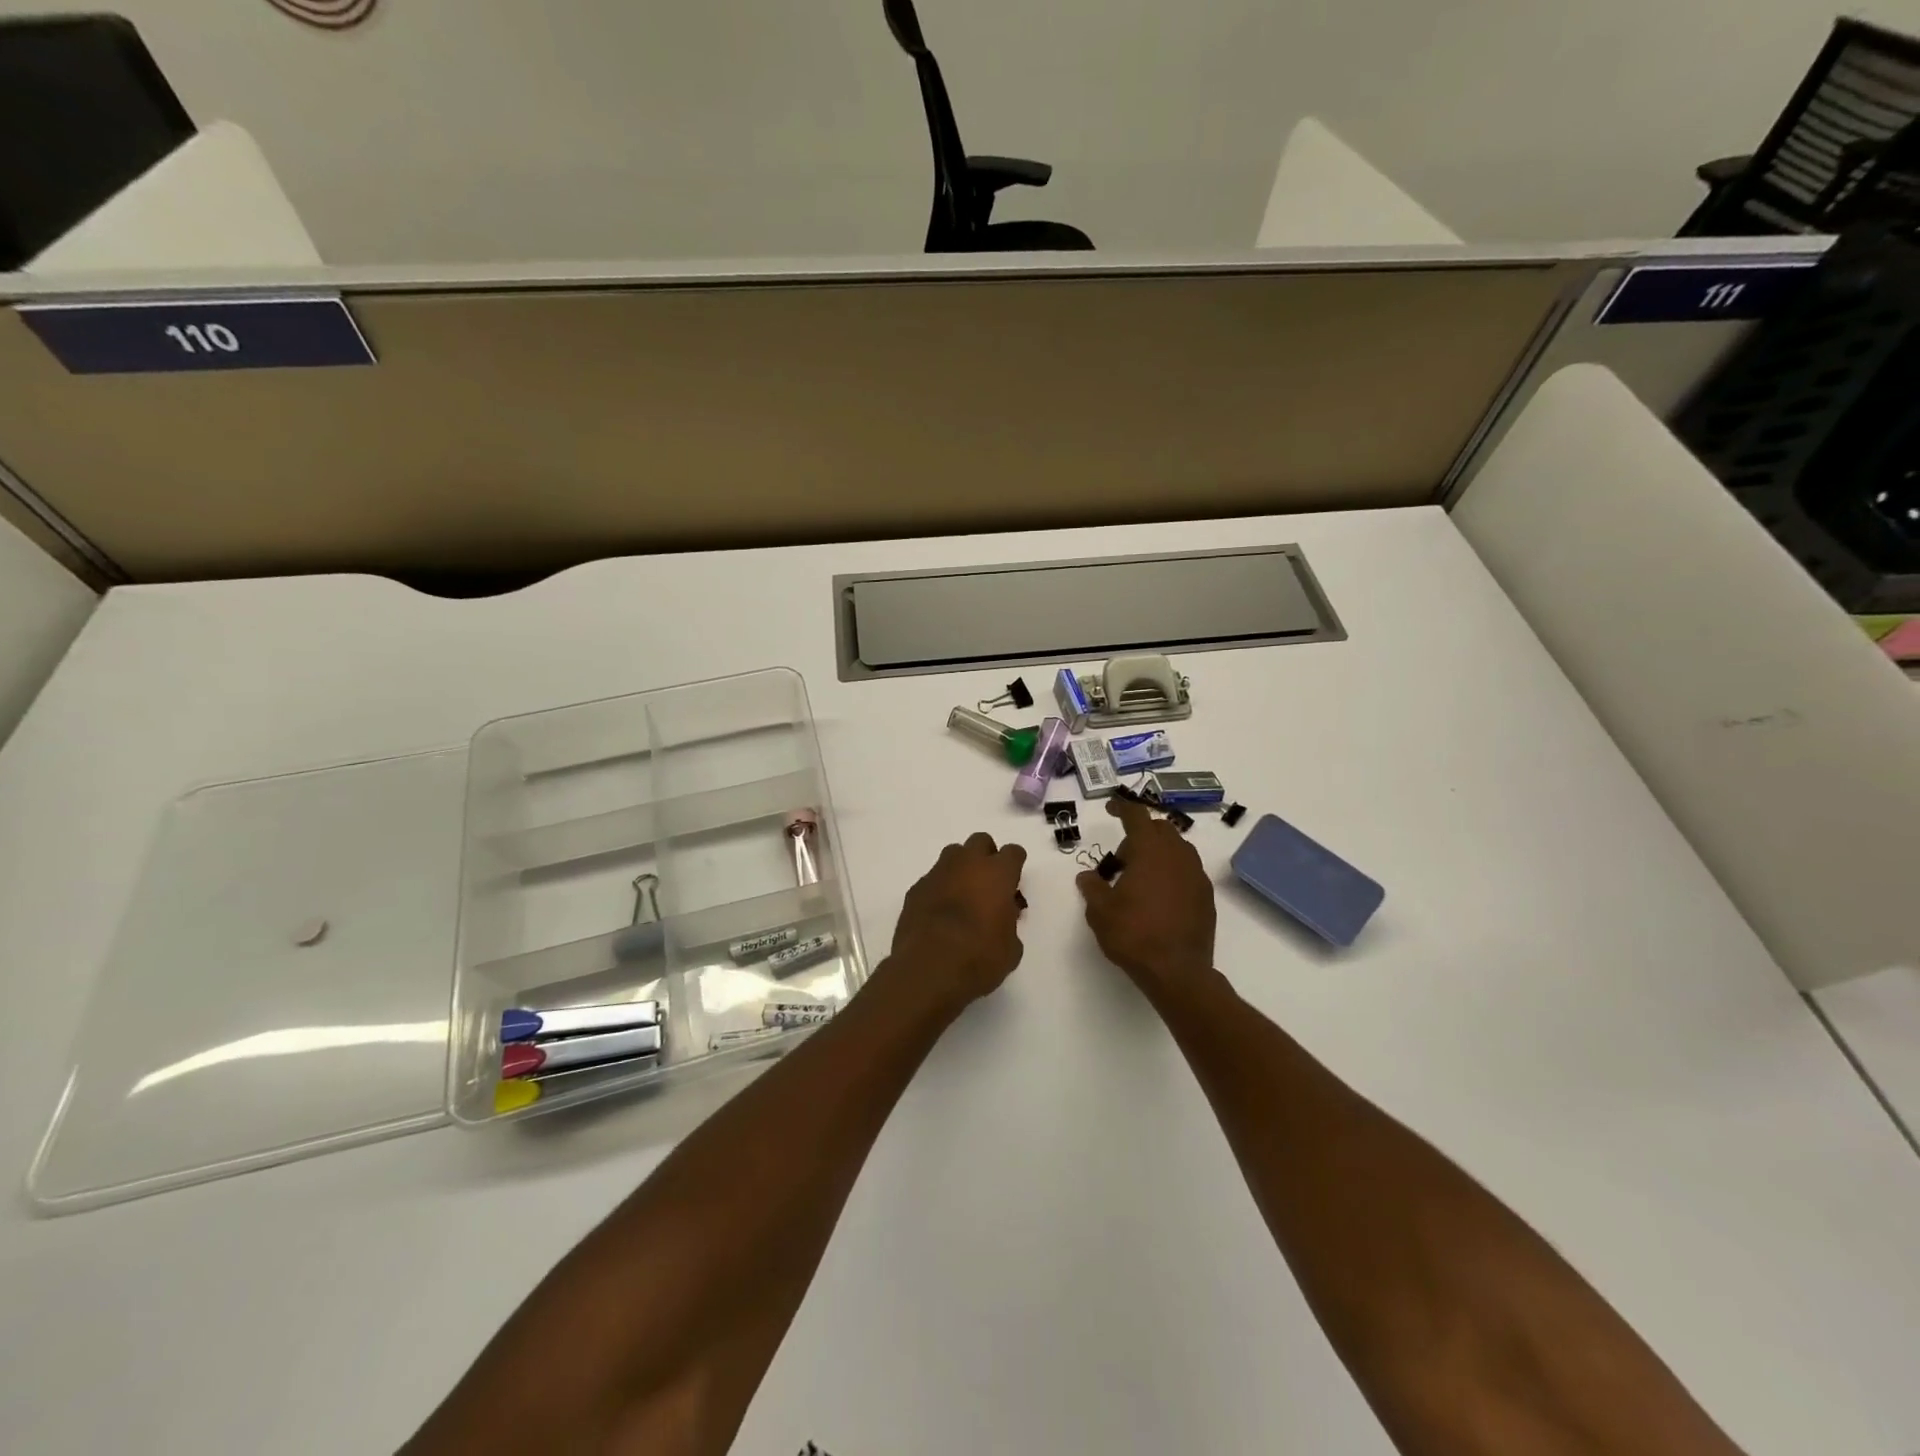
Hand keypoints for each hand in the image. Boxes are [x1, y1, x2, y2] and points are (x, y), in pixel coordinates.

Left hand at [887, 832, 1027, 1005]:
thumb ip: (1010, 923)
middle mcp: (967, 864)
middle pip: (980, 841)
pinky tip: (940, 913)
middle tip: (988, 884)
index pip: (1013, 852)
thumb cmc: (979, 958)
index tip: (1014, 884)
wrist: (928, 969)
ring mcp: (938, 873)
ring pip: (953, 854)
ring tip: (963, 896)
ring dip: (961, 868)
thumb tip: (1003, 917)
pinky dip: (939, 889)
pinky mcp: (915, 889)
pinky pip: (932, 879)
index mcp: (998, 873)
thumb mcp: (1011, 948)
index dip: (1015, 866)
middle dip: (986, 857)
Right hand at [1077, 796, 1215, 998]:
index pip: (1136, 816)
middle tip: (1121, 860)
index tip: (1110, 808)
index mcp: (1150, 850)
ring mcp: (1196, 875)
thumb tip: (1087, 876)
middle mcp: (1177, 855)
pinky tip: (1159, 896)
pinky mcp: (1206, 896)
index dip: (1121, 808)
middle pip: (1160, 829)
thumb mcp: (1100, 911)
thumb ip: (1092, 887)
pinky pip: (1187, 871)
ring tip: (1140, 878)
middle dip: (1139, 835)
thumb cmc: (1134, 934)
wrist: (1177, 971)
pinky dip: (1171, 872)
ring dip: (1158, 853)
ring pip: (1177, 849)